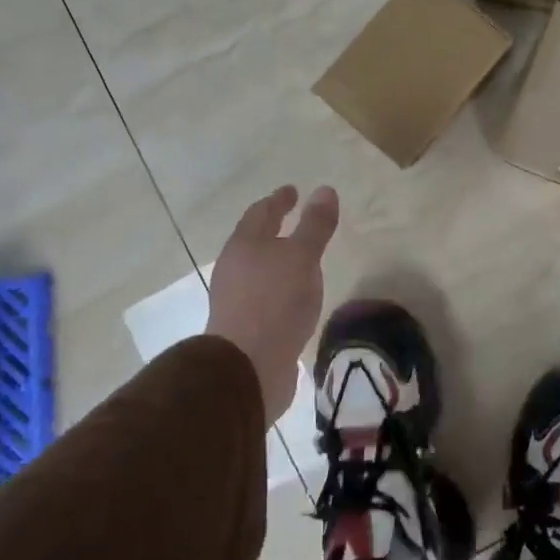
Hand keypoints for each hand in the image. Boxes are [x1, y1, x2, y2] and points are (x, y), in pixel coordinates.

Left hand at [205, 185, 338, 422]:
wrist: (247, 368)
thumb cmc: (274, 302)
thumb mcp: (302, 257)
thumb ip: (314, 225)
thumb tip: (324, 190)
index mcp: (245, 245)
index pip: (261, 212)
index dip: (278, 200)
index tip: (293, 190)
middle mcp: (235, 268)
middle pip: (255, 240)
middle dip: (274, 228)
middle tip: (294, 217)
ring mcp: (237, 299)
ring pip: (258, 269)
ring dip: (277, 260)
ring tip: (300, 258)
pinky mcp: (245, 328)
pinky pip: (265, 296)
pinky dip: (280, 287)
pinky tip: (295, 297)